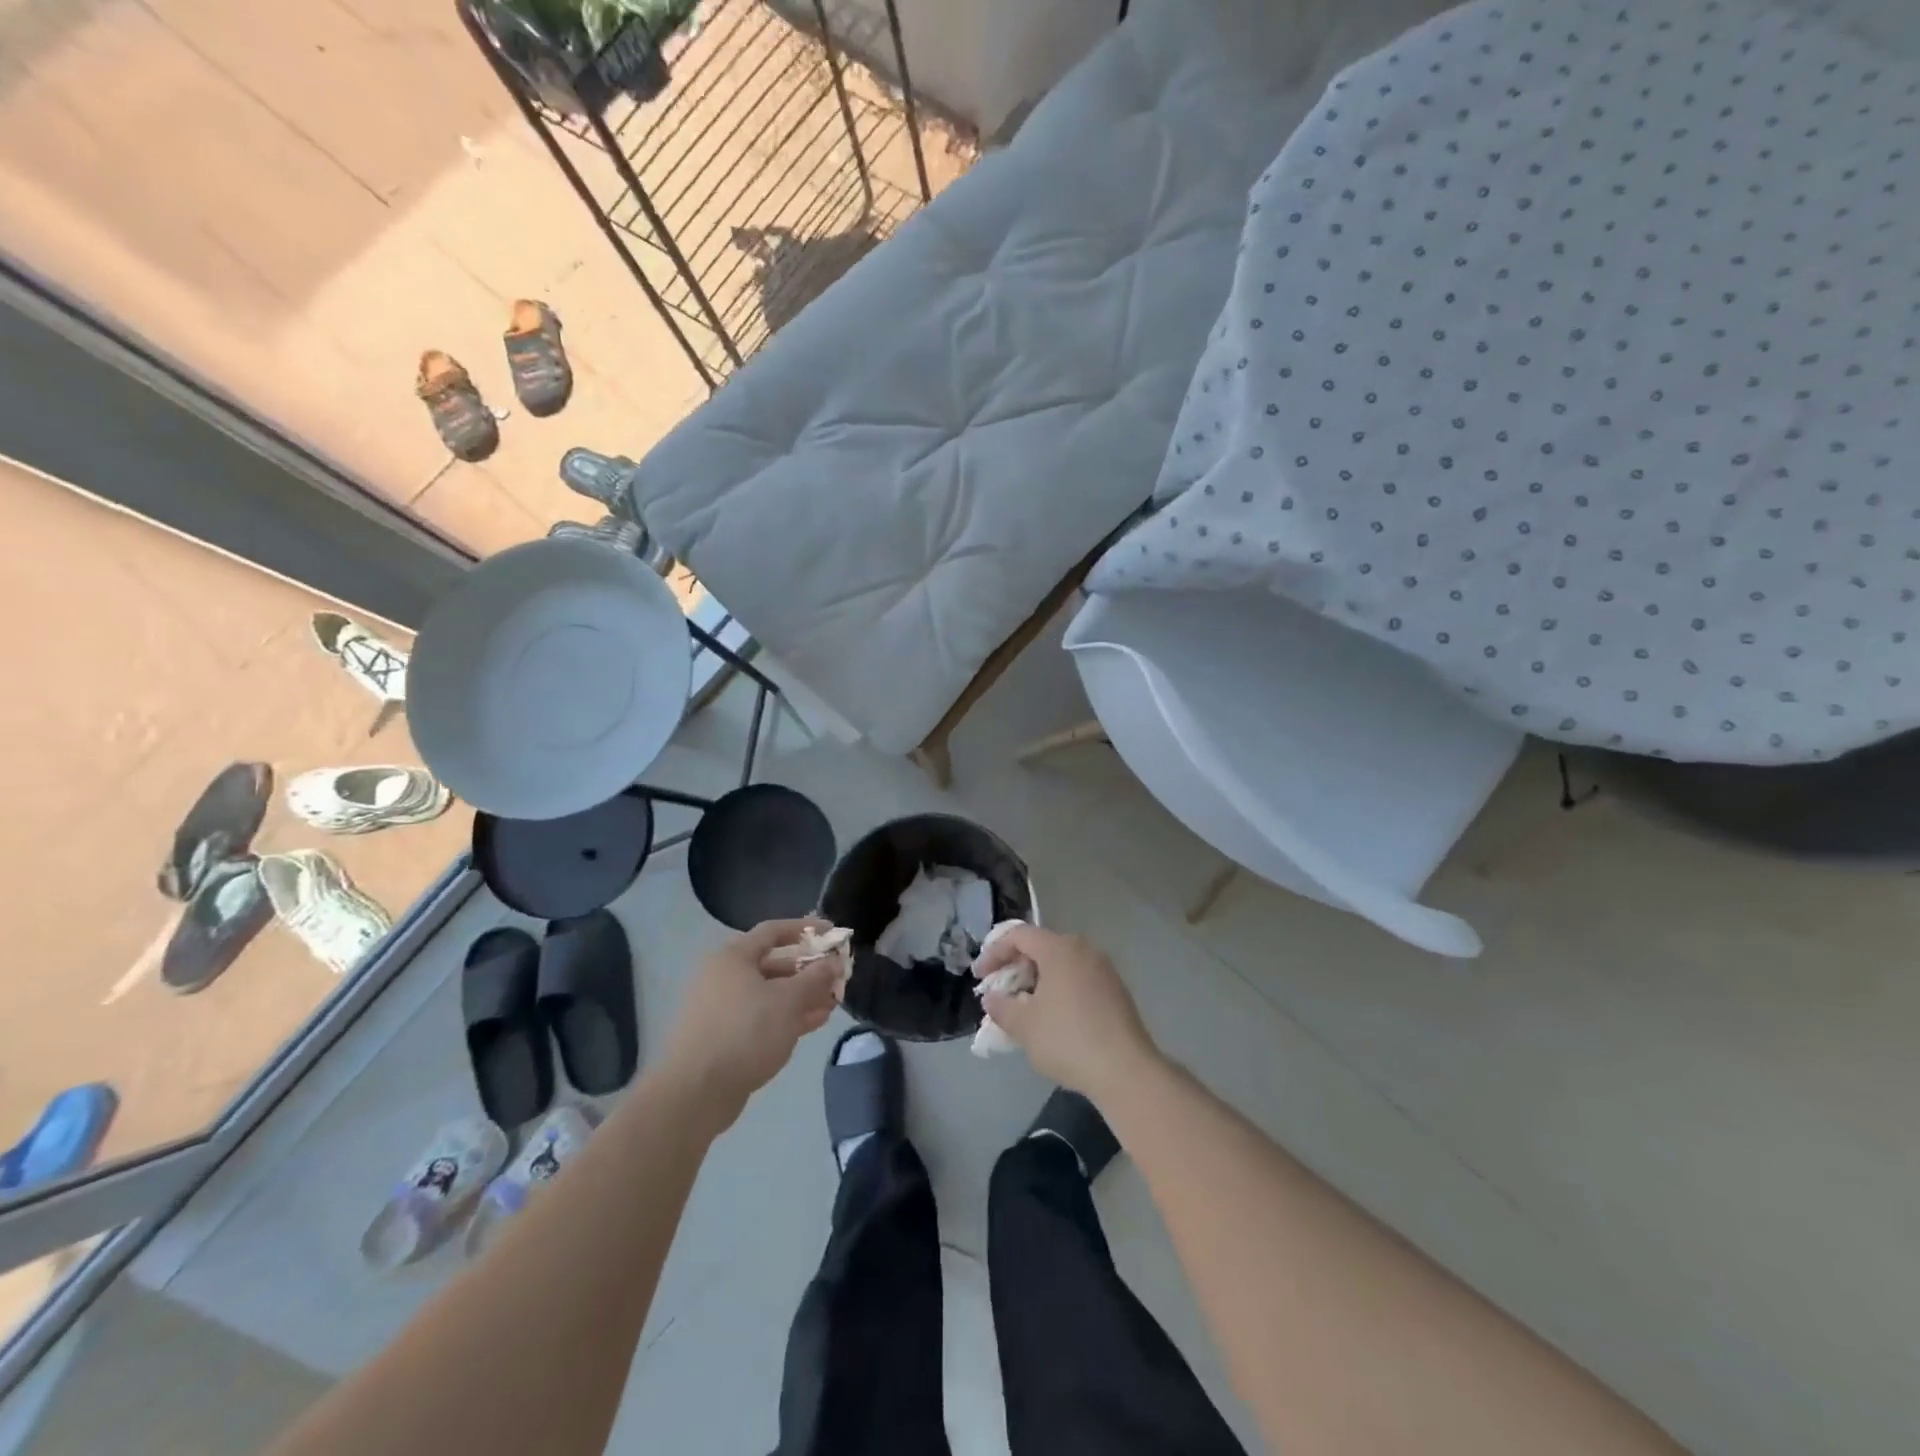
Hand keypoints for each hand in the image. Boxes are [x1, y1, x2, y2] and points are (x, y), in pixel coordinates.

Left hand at [659, 918, 841, 1134]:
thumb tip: (834, 961)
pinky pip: (761, 1017)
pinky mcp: (723, 1037)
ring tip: (832, 1004)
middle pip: (773, 964)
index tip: (833, 934)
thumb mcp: (788, 1001)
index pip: (773, 931)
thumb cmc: (745, 1032)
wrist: (694, 1093)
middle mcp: (724, 977)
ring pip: (769, 994)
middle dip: (808, 970)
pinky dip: (786, 1016)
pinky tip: (813, 1023)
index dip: (805, 929)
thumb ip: (815, 977)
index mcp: (733, 958)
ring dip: (802, 996)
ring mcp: (722, 1008)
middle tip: (836, 978)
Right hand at [974, 925, 1158, 1100]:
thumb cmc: (1068, 1040)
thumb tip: (992, 998)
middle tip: (1001, 991)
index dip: (994, 952)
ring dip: (1038, 980)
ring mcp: (1104, 969)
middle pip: (1041, 946)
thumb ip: (1001, 1006)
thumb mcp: (1023, 1026)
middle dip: (1016, 967)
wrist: (1126, 1070)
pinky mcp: (1116, 990)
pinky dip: (1059, 989)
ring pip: (1061, 963)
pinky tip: (1053, 1017)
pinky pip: (1078, 978)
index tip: (980, 977)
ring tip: (1024, 1007)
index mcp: (1059, 948)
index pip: (1018, 935)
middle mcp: (1083, 949)